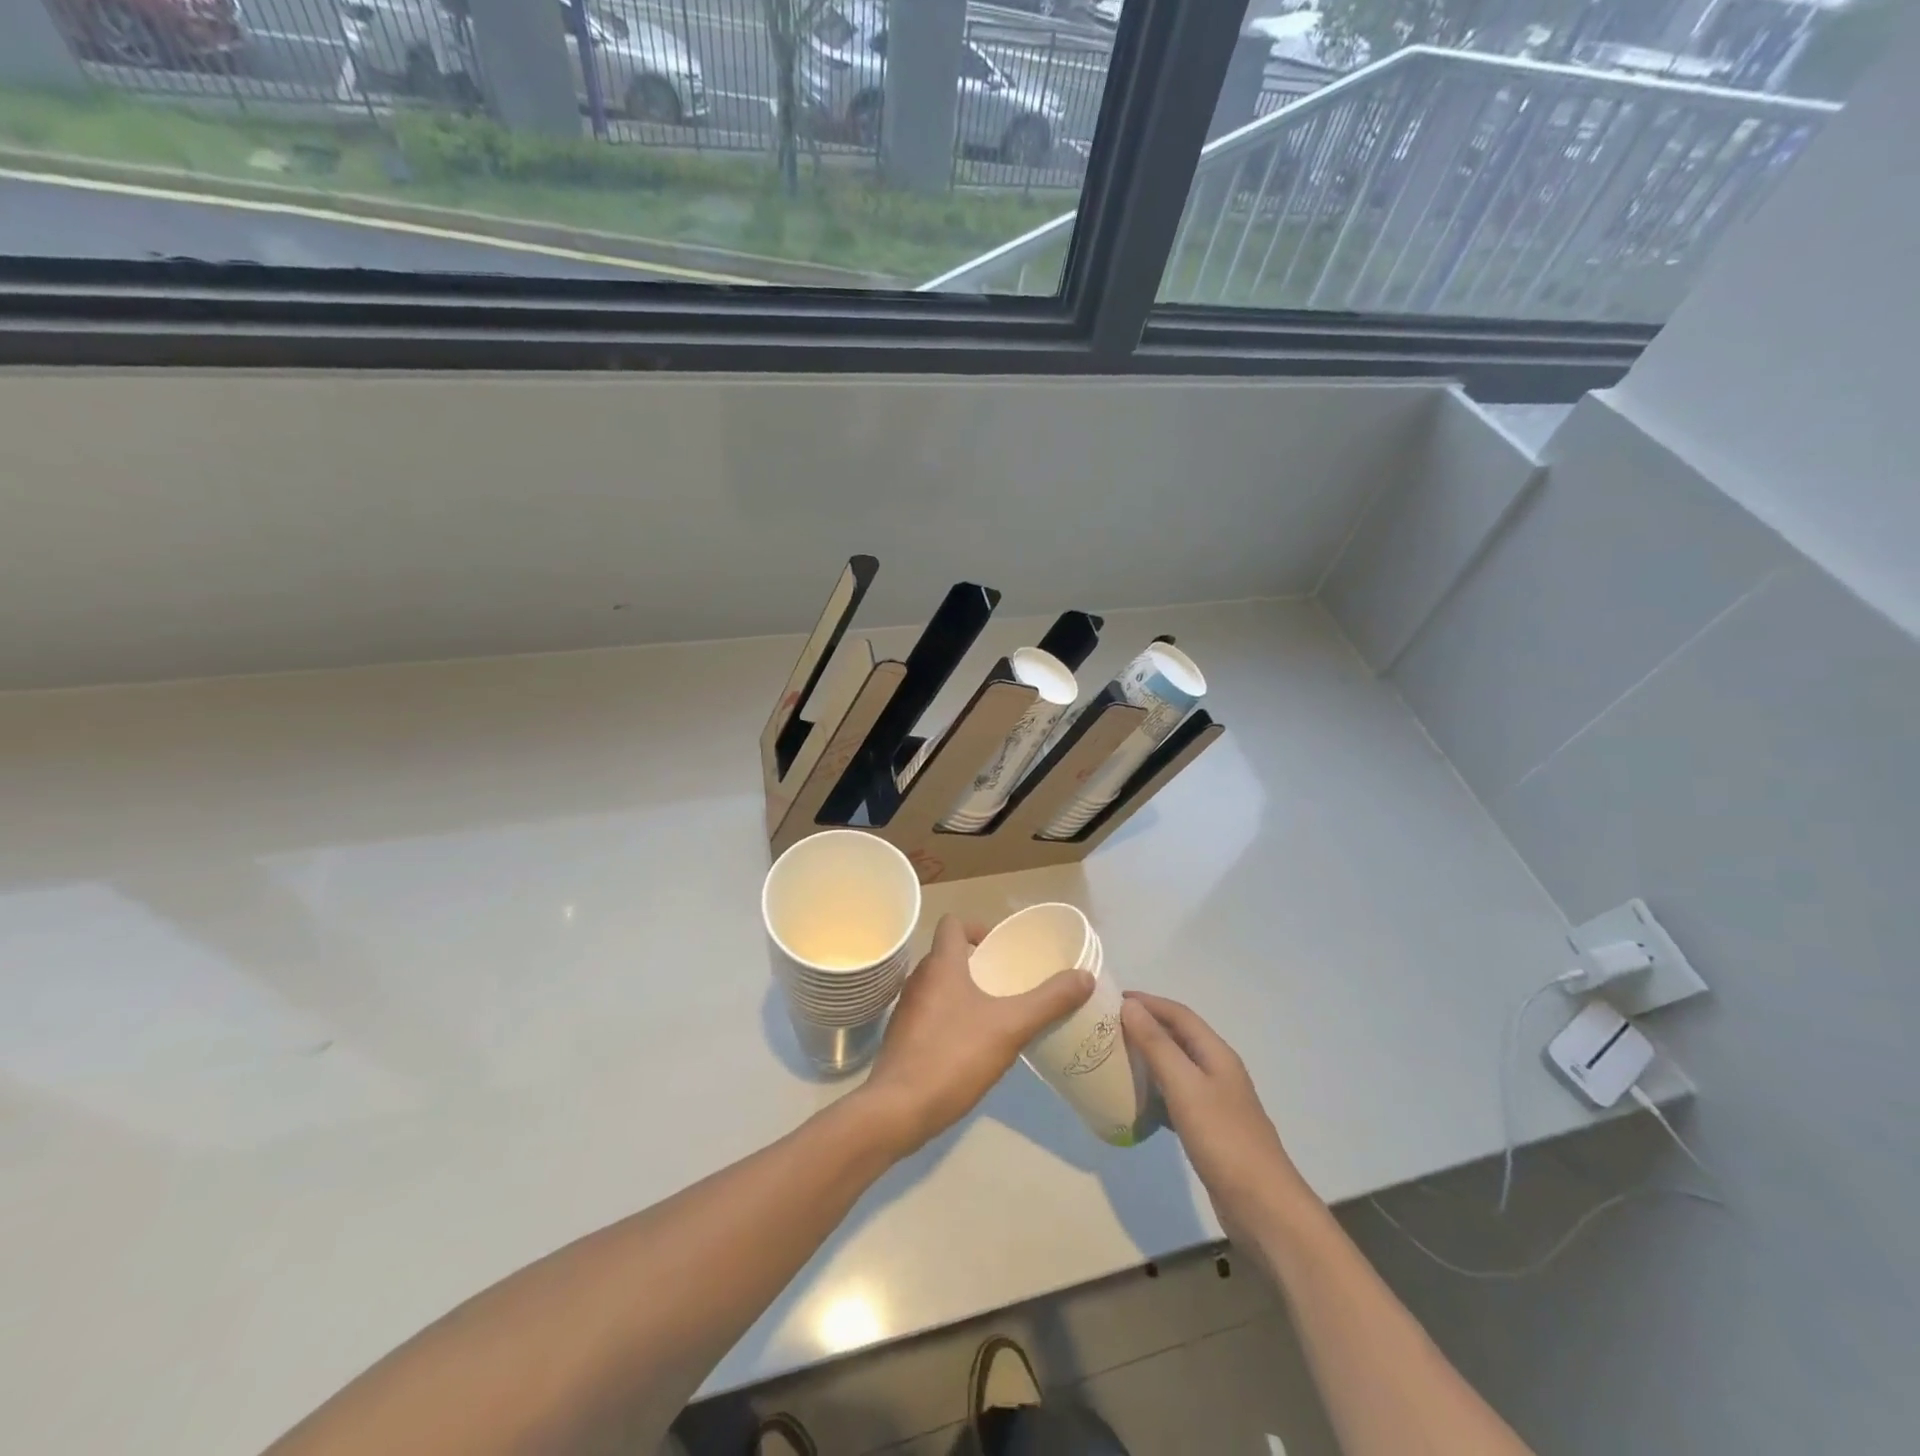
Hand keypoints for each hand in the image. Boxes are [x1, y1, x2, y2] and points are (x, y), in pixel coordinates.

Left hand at [858, 914, 1092, 1157]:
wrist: (898, 1110)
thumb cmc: (953, 1056)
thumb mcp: (1010, 1027)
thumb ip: (1048, 1001)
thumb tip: (1084, 976)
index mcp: (941, 965)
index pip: (953, 924)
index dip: (977, 927)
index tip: (1001, 948)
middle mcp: (919, 979)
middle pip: (948, 955)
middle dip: (977, 964)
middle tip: (1008, 982)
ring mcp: (907, 1009)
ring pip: (939, 986)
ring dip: (964, 991)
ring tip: (995, 1013)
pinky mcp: (903, 1038)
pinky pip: (931, 1013)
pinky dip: (951, 1017)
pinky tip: (972, 1045)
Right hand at [1121, 992, 1316, 1232]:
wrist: (1264, 1209)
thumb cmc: (1224, 1140)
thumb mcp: (1186, 1087)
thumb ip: (1157, 1045)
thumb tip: (1129, 1006)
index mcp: (1216, 1054)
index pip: (1178, 1014)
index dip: (1147, 1002)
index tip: (1110, 999)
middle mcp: (1217, 1071)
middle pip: (1177, 1037)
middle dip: (1144, 1026)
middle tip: (1105, 1027)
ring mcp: (1215, 1102)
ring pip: (1175, 1067)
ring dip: (1147, 1058)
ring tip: (1113, 1058)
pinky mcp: (1209, 1130)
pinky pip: (1175, 1097)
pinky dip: (1154, 1091)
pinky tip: (1134, 1101)